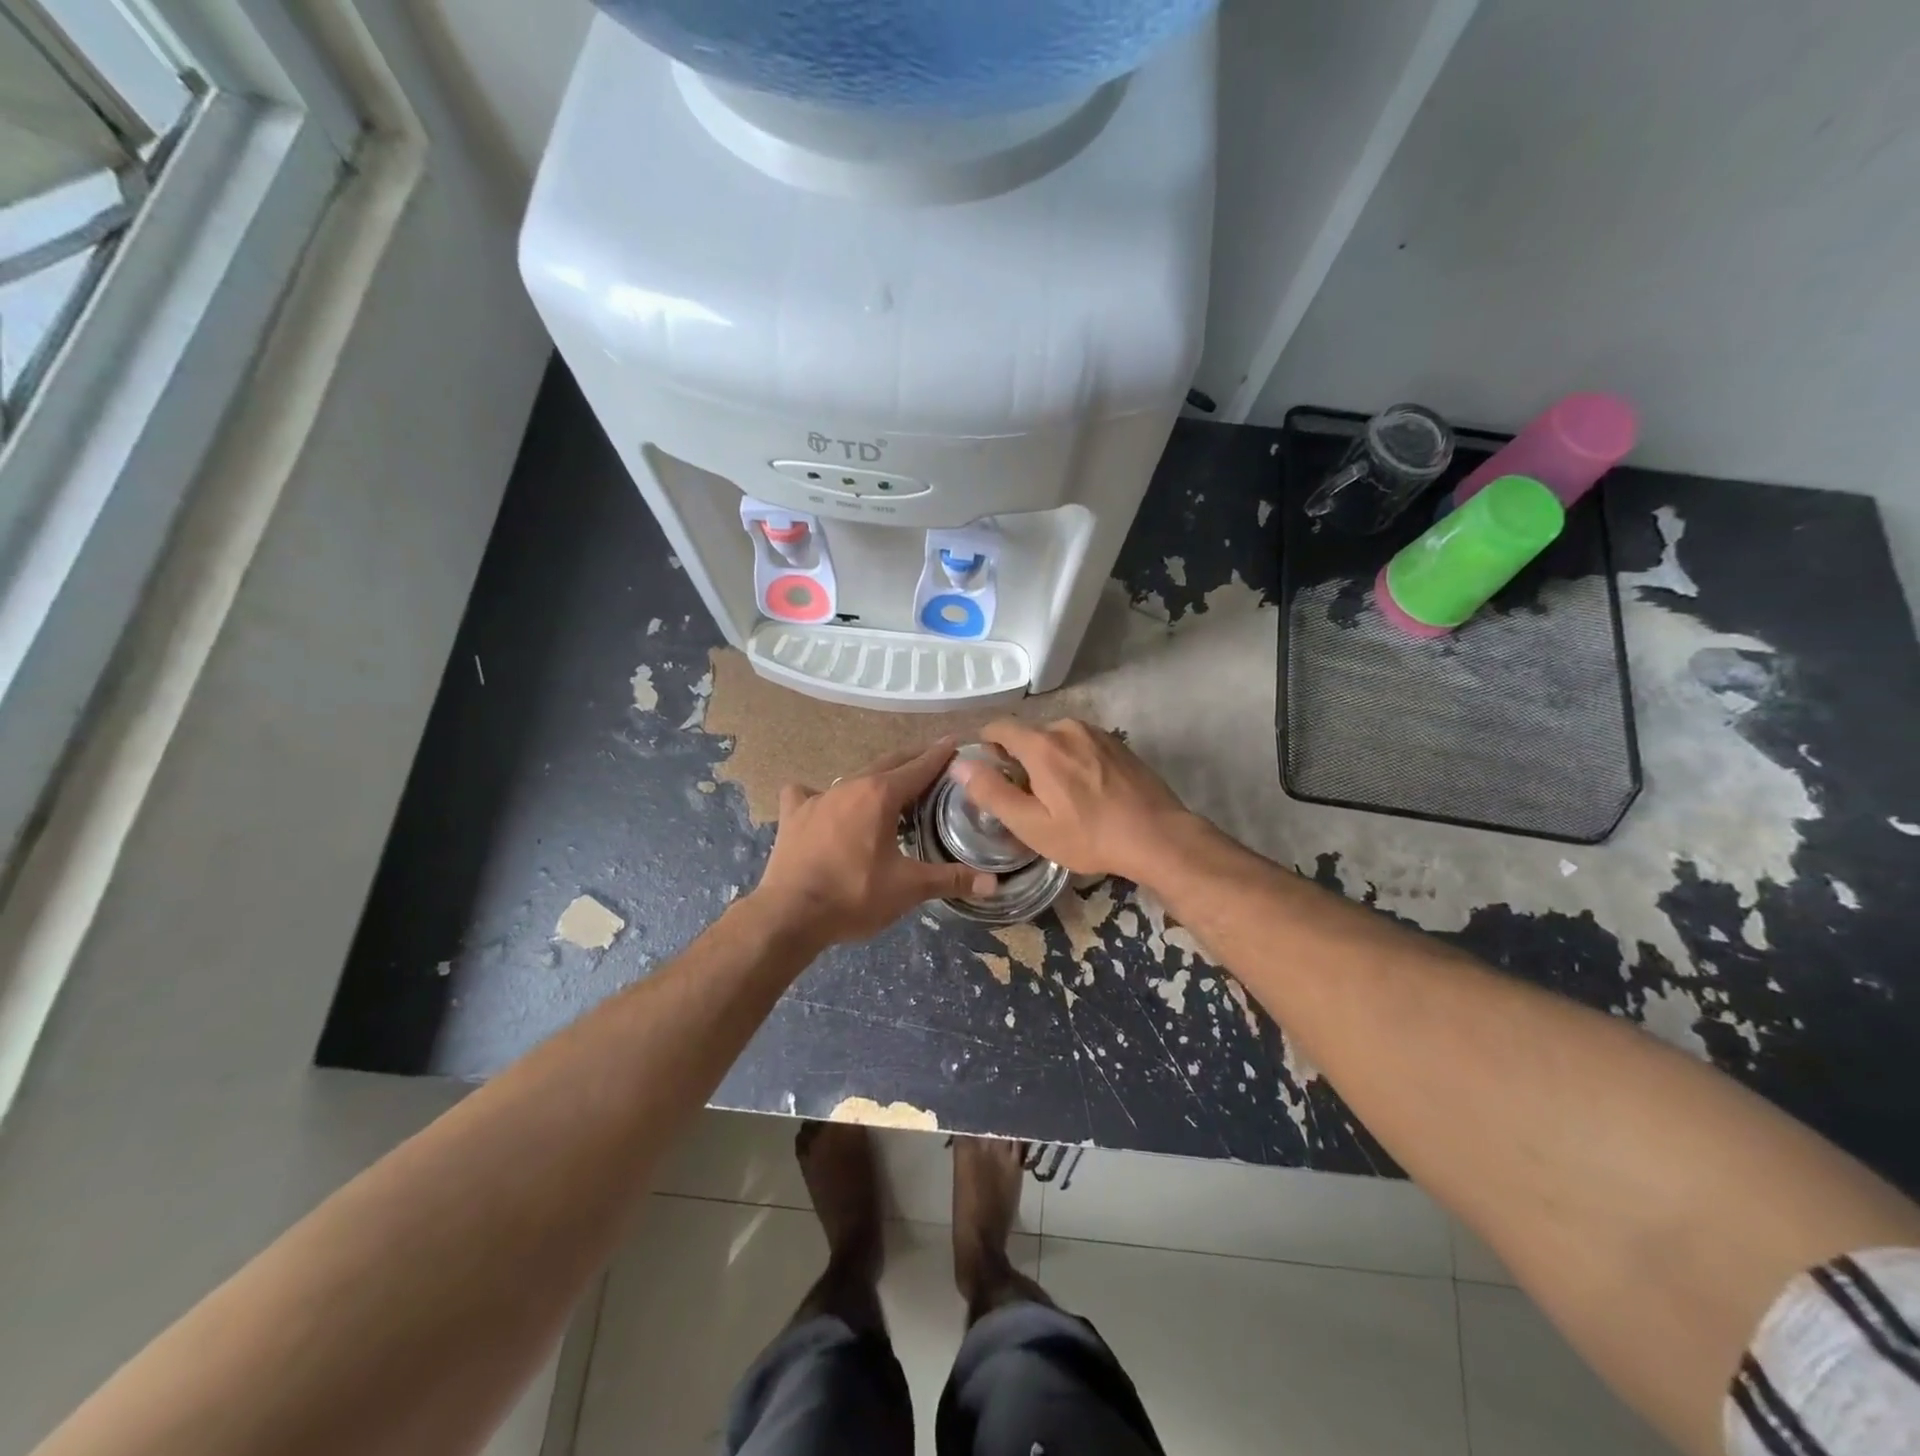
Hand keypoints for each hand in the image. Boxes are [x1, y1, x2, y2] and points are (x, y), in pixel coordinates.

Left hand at [752, 739, 996, 946]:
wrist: (790, 914)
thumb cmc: (854, 895)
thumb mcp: (908, 888)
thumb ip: (951, 880)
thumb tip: (994, 883)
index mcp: (881, 795)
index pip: (919, 767)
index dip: (940, 755)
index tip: (955, 742)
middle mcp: (851, 786)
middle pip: (888, 763)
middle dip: (912, 759)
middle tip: (931, 761)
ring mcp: (818, 797)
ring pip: (854, 777)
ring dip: (875, 778)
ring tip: (888, 789)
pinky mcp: (794, 815)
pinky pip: (807, 793)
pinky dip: (820, 795)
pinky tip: (822, 804)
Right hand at [949, 718, 1198, 884]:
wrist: (1158, 836)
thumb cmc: (1090, 836)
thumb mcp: (1032, 825)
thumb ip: (992, 792)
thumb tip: (960, 764)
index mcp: (1042, 745)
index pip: (999, 727)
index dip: (986, 747)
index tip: (989, 773)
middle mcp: (1067, 727)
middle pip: (1029, 735)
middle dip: (1019, 759)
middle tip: (1026, 798)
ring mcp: (1097, 733)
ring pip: (1056, 740)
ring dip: (1048, 761)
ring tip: (1059, 797)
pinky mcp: (1117, 743)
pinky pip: (1081, 745)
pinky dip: (1073, 761)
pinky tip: (1086, 791)